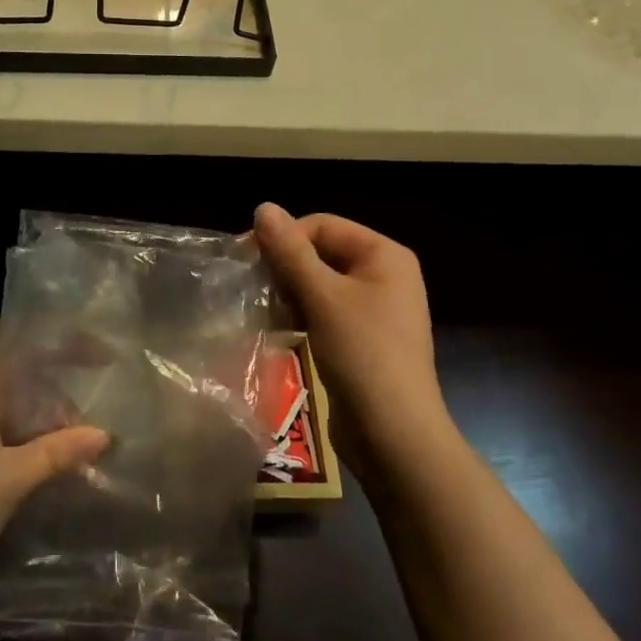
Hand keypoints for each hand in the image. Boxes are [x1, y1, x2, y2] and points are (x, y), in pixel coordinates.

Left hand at [0, 358, 107, 591]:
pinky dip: (25, 449)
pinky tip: (50, 468)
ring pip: (10, 416)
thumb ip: (59, 452)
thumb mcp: (12, 478)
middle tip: (92, 427)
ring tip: (79, 449)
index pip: (25, 358)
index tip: (102, 359)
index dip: (65, 354)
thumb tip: (104, 434)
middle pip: (20, 386)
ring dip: (43, 430)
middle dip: (58, 403)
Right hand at [254, 204, 452, 480]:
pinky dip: (300, 314)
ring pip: (319, 284)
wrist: (394, 434)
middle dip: (285, 266)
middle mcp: (384, 275)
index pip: (322, 225)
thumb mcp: (323, 297)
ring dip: (288, 292)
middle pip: (321, 252)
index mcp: (384, 255)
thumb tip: (263, 206)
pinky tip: (279, 328)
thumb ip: (291, 251)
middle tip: (252, 286)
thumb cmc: (362, 354)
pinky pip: (324, 311)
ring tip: (263, 309)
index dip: (283, 238)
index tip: (246, 260)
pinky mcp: (361, 338)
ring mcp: (374, 309)